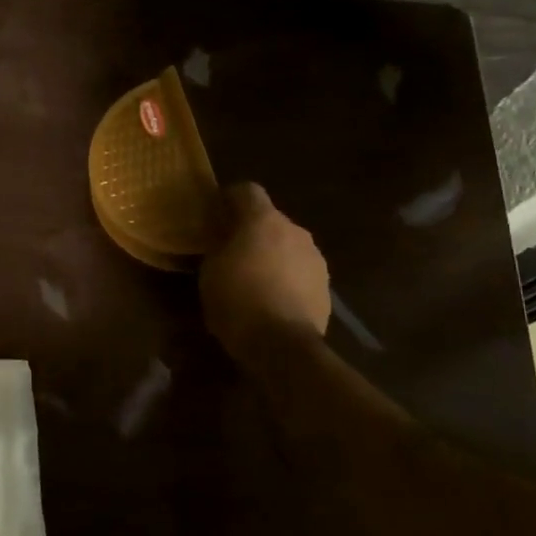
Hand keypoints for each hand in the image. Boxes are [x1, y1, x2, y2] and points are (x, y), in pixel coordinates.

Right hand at [201, 183, 331, 363]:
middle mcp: (294, 230)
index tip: (216, 214)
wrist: (282, 345)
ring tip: (255, 278)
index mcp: (263, 220)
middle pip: (270, 219)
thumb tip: (223, 240)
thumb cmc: (237, 301)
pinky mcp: (325, 285)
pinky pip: (300, 270)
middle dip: (252, 230)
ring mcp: (315, 258)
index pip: (247, 190)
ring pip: (288, 245)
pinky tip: (273, 298)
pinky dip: (287, 277)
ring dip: (272, 254)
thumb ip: (218, 246)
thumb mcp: (210, 271)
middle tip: (232, 250)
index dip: (230, 198)